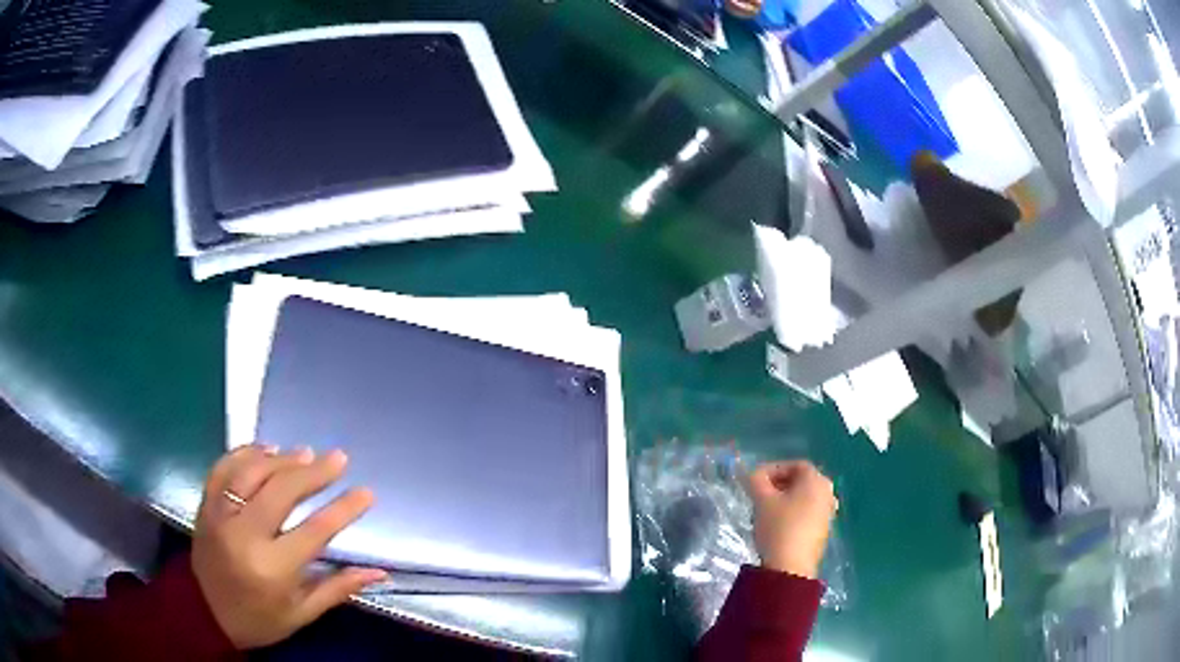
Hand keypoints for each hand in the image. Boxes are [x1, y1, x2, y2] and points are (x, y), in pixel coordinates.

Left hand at [191, 445, 387, 648]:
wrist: (203, 612)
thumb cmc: (258, 619)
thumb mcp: (301, 614)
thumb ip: (337, 589)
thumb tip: (378, 572)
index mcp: (271, 569)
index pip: (314, 531)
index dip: (343, 509)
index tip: (366, 493)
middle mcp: (243, 535)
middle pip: (281, 491)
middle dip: (313, 472)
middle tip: (338, 458)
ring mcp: (220, 515)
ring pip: (251, 472)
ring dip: (281, 459)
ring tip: (305, 452)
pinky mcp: (206, 505)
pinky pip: (224, 468)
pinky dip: (245, 453)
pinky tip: (265, 450)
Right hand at [747, 461, 837, 578]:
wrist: (791, 567)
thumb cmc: (778, 527)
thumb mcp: (762, 500)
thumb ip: (756, 480)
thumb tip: (752, 473)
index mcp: (817, 480)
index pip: (794, 465)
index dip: (773, 469)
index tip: (755, 481)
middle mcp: (827, 492)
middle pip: (801, 480)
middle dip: (778, 484)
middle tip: (758, 494)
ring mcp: (828, 512)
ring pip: (804, 497)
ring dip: (784, 499)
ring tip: (764, 510)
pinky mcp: (823, 530)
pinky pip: (807, 512)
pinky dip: (793, 512)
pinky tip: (776, 525)